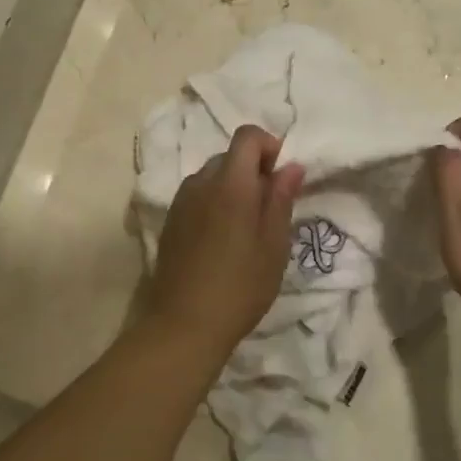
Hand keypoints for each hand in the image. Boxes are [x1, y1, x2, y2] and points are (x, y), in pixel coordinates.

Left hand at [144, 126, 304, 356]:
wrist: (184, 324)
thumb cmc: (241, 285)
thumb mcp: (274, 244)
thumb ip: (281, 199)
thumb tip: (290, 166)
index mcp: (230, 183)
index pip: (247, 136)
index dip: (269, 146)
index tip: (281, 177)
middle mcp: (200, 183)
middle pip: (228, 155)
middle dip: (253, 170)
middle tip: (269, 208)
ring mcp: (181, 202)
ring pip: (211, 176)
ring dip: (233, 187)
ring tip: (246, 228)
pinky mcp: (170, 222)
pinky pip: (197, 196)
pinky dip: (214, 203)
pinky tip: (222, 240)